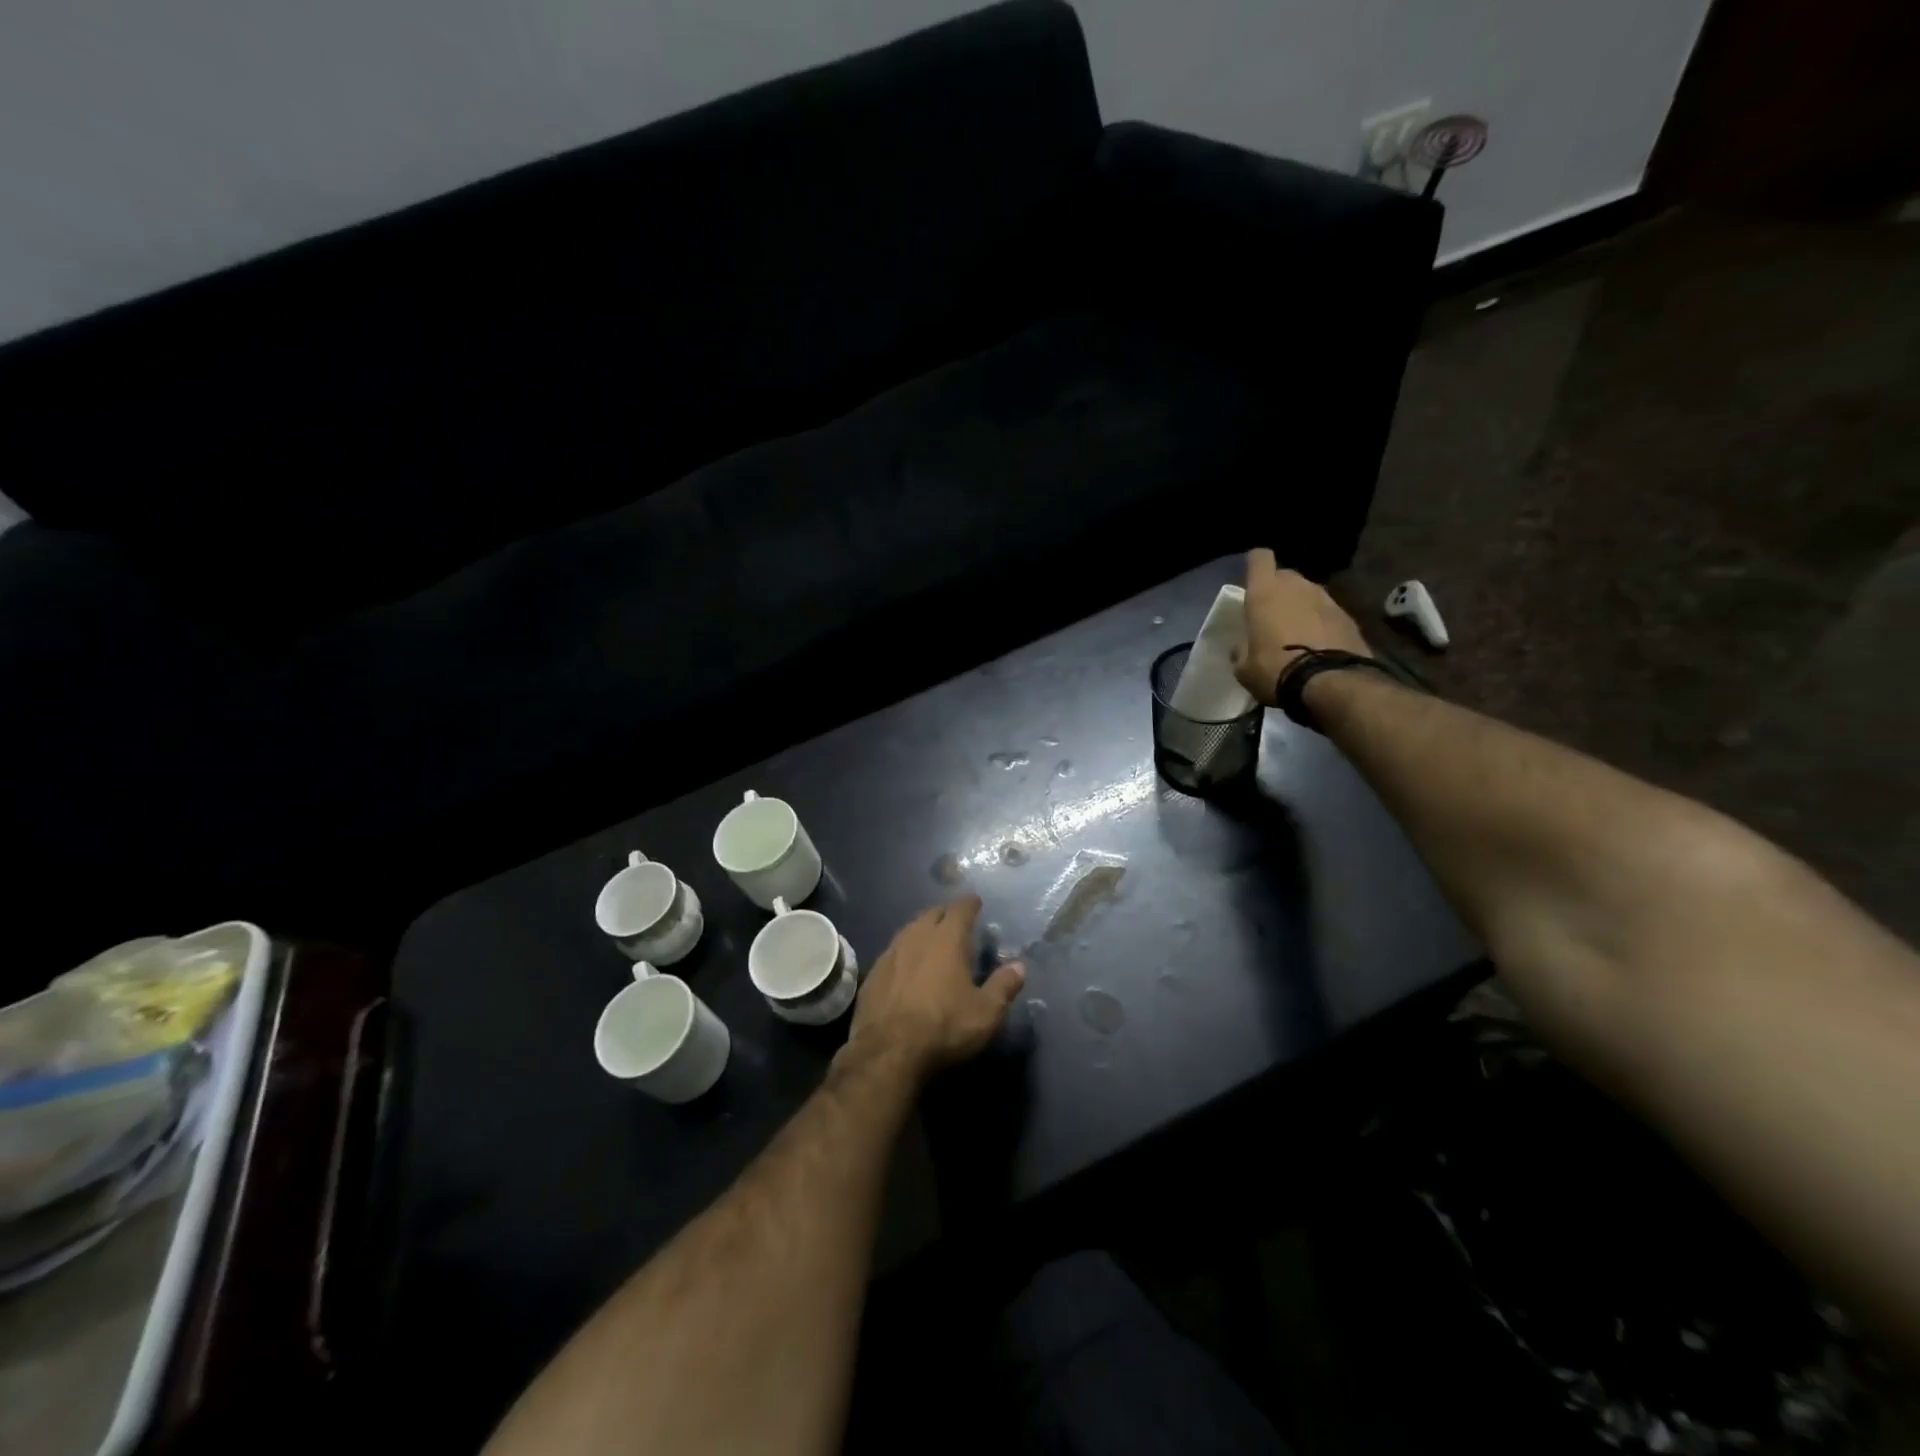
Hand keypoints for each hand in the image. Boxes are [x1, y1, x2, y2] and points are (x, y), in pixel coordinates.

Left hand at [846, 895, 1023, 1081]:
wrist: (887, 1052)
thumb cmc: (944, 1028)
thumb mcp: (985, 1013)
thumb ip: (1003, 986)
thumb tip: (1019, 966)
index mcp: (946, 940)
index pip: (960, 910)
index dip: (969, 904)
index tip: (976, 901)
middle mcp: (916, 938)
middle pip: (931, 914)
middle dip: (945, 913)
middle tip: (955, 920)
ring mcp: (890, 954)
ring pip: (909, 930)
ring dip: (922, 929)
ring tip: (931, 938)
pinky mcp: (873, 974)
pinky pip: (892, 952)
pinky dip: (904, 952)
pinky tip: (906, 965)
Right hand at [1232, 548, 1371, 705]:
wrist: (1330, 683)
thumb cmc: (1275, 670)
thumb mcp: (1244, 668)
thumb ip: (1241, 649)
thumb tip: (1242, 646)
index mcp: (1265, 593)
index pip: (1259, 558)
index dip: (1255, 566)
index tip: (1251, 582)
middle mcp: (1296, 587)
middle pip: (1285, 575)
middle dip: (1278, 589)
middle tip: (1272, 614)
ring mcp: (1325, 599)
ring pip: (1307, 592)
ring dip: (1301, 606)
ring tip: (1296, 632)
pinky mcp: (1348, 616)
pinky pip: (1326, 611)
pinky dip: (1320, 622)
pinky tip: (1318, 644)